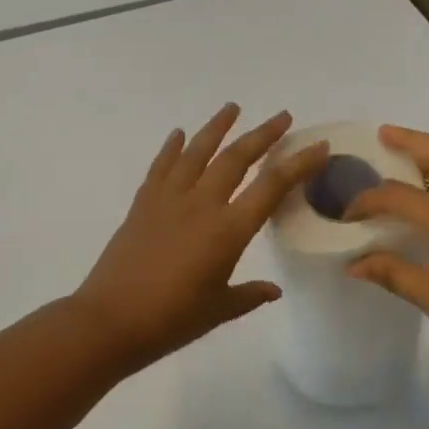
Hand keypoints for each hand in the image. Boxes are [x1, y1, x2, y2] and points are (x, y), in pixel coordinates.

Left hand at [74, 105, 328, 370]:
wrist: (109, 321)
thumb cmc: (171, 320)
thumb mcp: (219, 310)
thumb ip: (249, 295)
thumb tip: (273, 289)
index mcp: (228, 230)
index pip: (271, 186)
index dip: (298, 164)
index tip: (318, 146)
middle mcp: (202, 204)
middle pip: (237, 158)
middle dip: (263, 134)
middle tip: (282, 117)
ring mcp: (169, 199)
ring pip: (198, 152)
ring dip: (217, 127)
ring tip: (233, 107)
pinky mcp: (142, 204)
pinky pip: (161, 167)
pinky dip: (172, 147)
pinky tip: (179, 134)